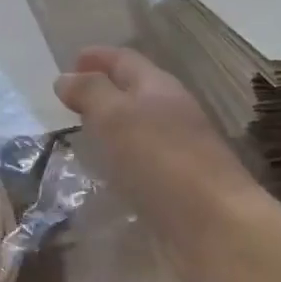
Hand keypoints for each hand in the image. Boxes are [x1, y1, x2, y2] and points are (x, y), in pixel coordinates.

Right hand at [54, 46, 259, 258]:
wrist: (214, 225)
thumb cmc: (161, 161)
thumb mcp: (115, 117)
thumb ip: (89, 93)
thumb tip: (66, 77)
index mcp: (159, 88)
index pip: (125, 60)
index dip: (98, 57)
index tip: (71, 60)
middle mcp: (173, 113)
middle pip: (135, 90)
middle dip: (104, 89)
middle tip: (70, 99)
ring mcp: (180, 149)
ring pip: (139, 125)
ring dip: (112, 124)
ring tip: (82, 132)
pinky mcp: (179, 183)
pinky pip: (142, 158)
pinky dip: (121, 155)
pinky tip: (107, 170)